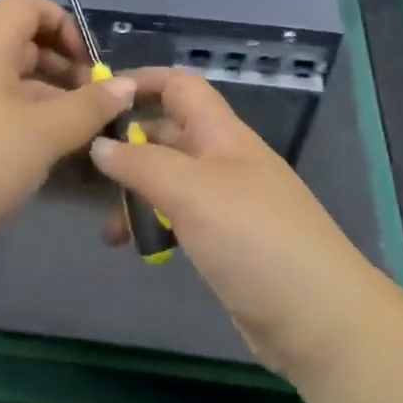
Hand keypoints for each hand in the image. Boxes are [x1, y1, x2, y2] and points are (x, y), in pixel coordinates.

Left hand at [0, 0, 133, 275]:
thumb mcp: (41, 134)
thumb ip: (88, 108)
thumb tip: (127, 84)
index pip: (25, 7)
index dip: (63, 24)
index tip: (88, 66)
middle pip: (21, 47)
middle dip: (64, 70)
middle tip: (95, 108)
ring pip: (11, 87)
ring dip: (49, 104)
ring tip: (81, 139)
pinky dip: (26, 127)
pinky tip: (47, 160)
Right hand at [90, 69, 385, 383]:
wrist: (320, 320)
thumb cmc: (253, 239)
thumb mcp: (191, 191)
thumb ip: (141, 163)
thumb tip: (99, 144)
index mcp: (222, 134)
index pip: (181, 87)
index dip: (143, 82)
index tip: (97, 95)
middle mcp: (224, 160)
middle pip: (169, 134)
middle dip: (127, 144)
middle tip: (82, 166)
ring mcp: (226, 203)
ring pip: (169, 181)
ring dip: (135, 193)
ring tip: (104, 225)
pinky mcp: (225, 242)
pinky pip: (179, 218)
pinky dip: (153, 224)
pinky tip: (132, 246)